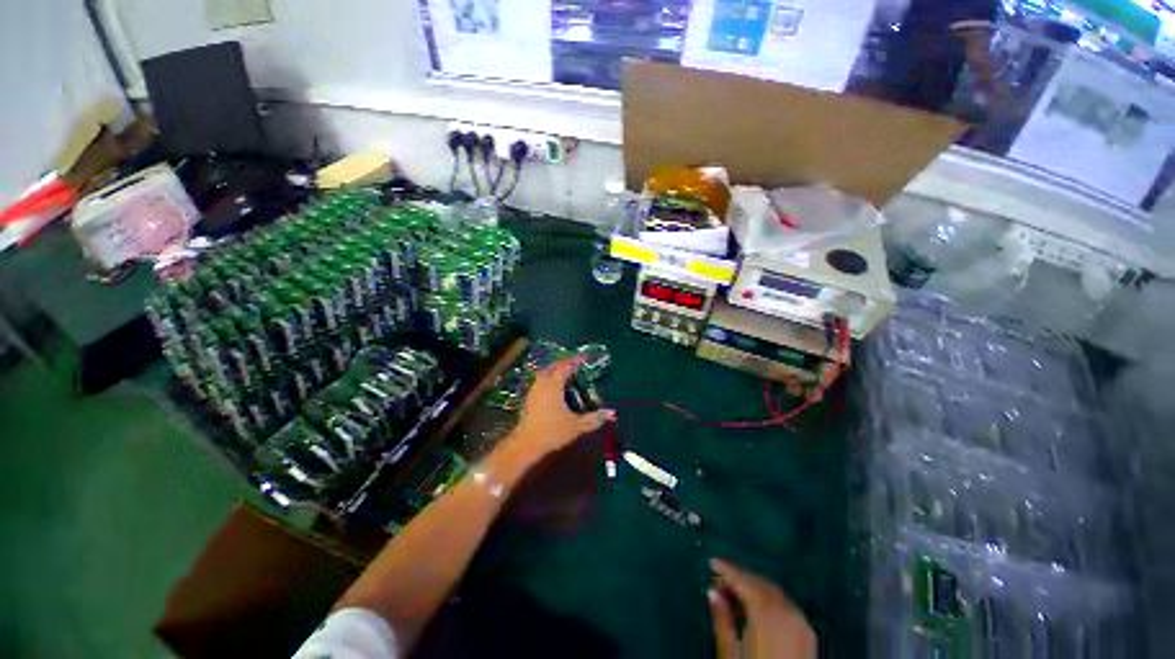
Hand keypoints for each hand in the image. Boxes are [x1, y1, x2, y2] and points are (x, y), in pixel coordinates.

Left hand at [509, 359, 614, 457]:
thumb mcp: (576, 425)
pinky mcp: (529, 399)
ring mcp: (533, 391)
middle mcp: (542, 383)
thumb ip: (594, 418)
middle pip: (552, 367)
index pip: (565, 366)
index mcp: (553, 385)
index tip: (583, 357)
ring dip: (554, 370)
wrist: (526, 444)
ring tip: (565, 373)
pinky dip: (548, 380)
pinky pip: (540, 382)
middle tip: (574, 363)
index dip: (574, 360)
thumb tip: (612, 413)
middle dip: (563, 362)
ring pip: (544, 374)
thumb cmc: (552, 431)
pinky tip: (554, 388)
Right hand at [708, 558, 816, 658]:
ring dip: (755, 588)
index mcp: (766, 615)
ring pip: (775, 594)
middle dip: (741, 578)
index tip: (712, 562)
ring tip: (735, 594)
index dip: (728, 570)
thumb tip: (712, 592)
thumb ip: (722, 621)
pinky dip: (770, 600)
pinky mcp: (810, 636)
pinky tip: (759, 610)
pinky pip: (787, 606)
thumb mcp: (731, 655)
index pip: (745, 582)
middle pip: (761, 584)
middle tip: (720, 580)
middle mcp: (787, 613)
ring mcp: (802, 624)